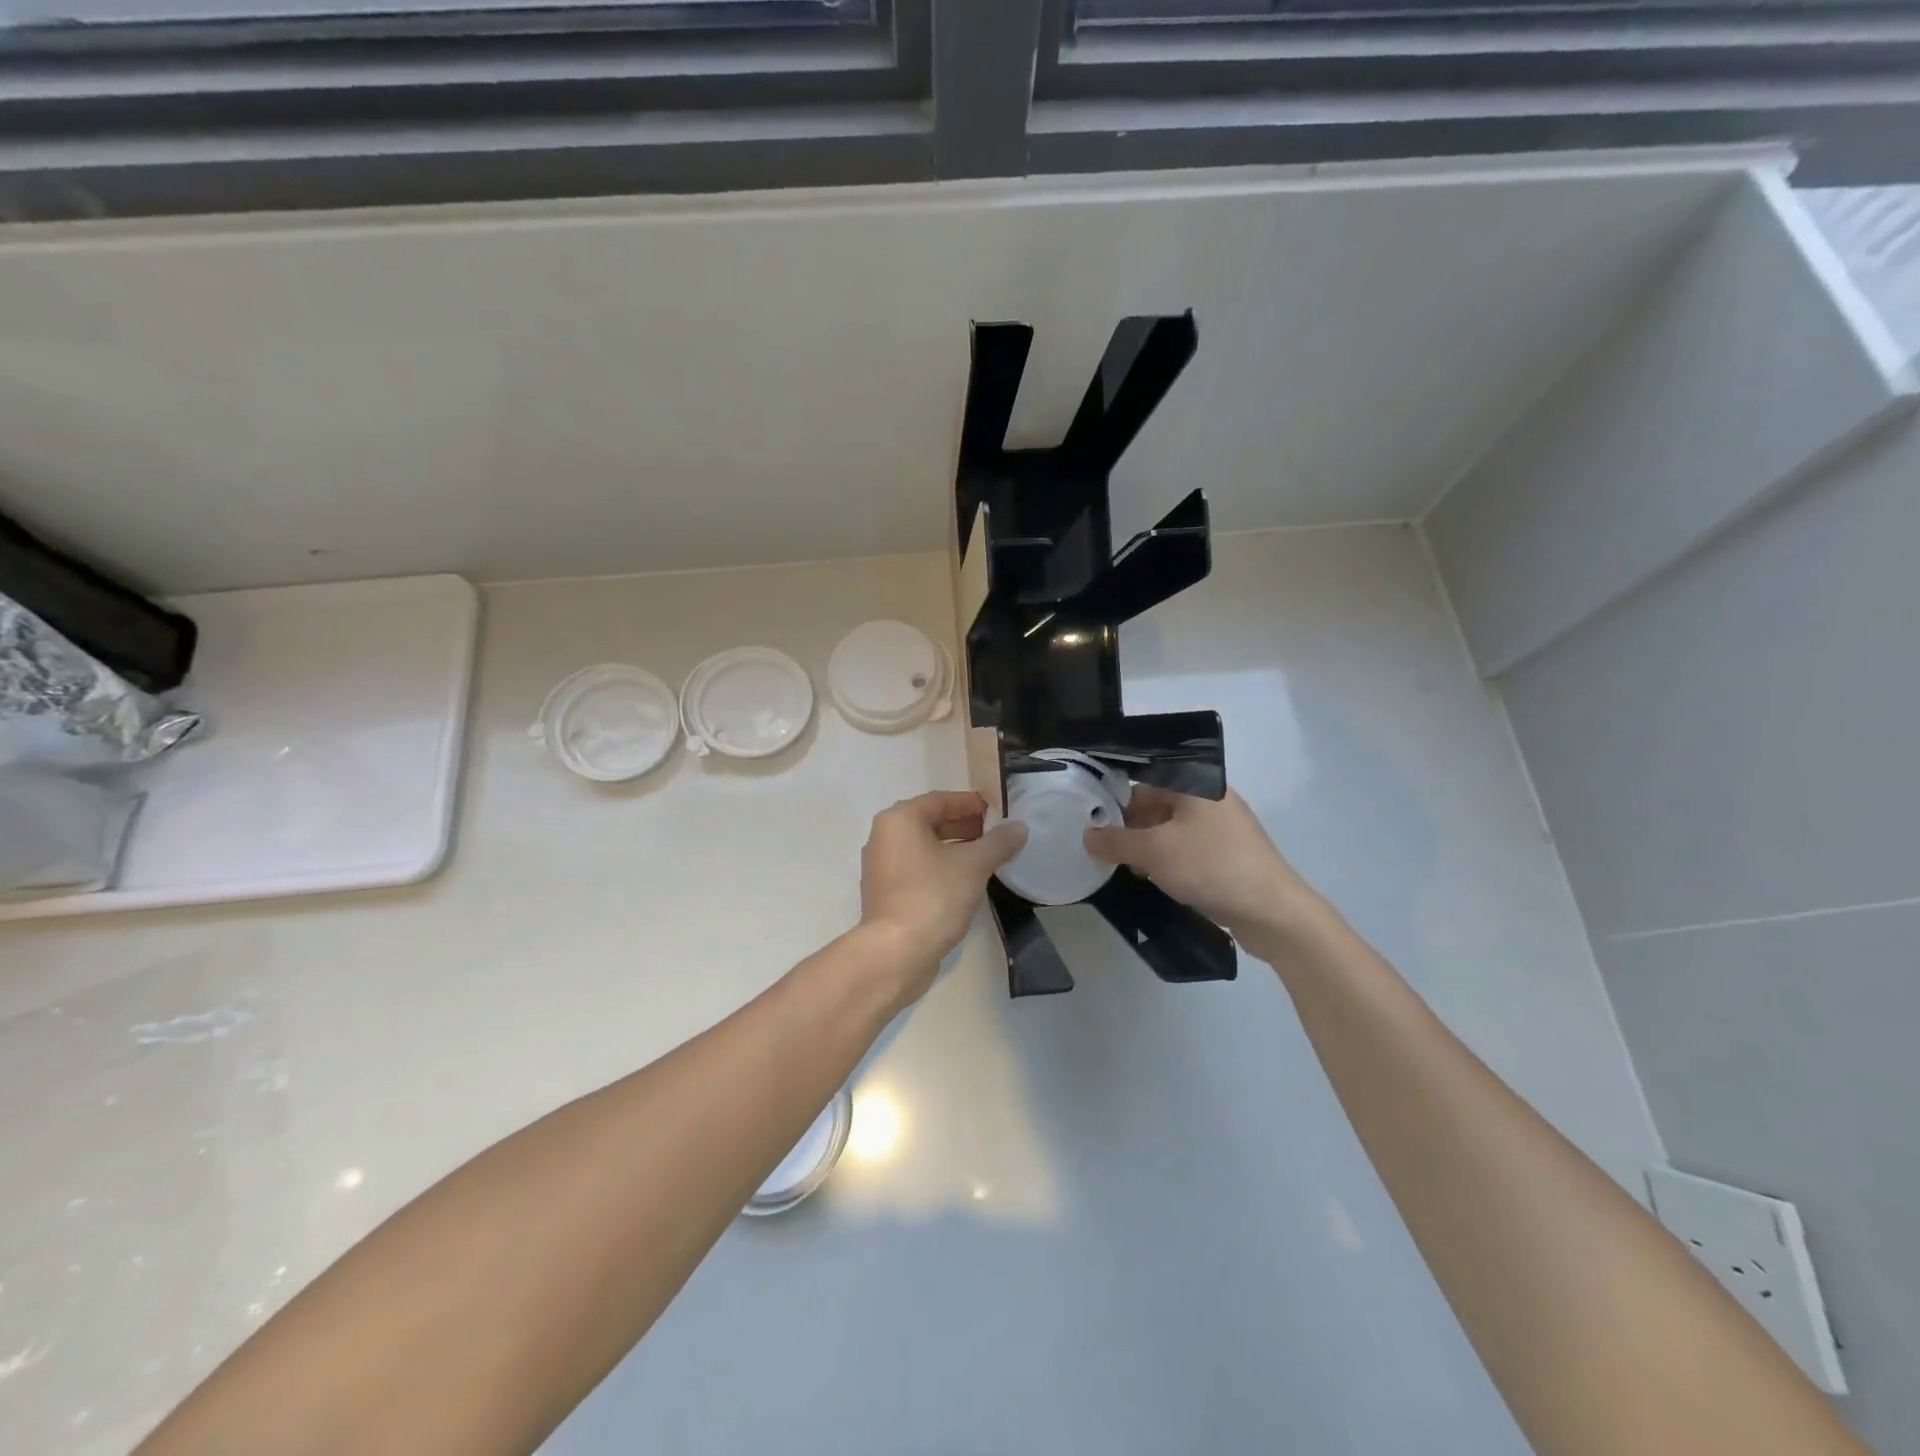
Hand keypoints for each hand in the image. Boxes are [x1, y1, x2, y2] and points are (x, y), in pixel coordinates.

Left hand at [856, 790, 1026, 997]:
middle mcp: (884, 837)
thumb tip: (1020, 827)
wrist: (896, 952)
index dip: (972, 804)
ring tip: (988, 858)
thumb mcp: (973, 865)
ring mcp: (881, 867)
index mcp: (899, 820)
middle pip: (930, 822)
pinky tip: (966, 881)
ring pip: (924, 847)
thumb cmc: (933, 896)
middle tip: (997, 835)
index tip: (999, 812)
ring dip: (955, 849)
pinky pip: (918, 869)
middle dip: (965, 826)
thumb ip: (998, 842)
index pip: (941, 800)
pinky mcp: (886, 893)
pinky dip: (941, 868)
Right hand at [1083, 786, 1325, 943]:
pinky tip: (1154, 880)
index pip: (1144, 779)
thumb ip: (1115, 841)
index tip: (1092, 820)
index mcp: (1196, 784)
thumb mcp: (1153, 852)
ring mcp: (1222, 827)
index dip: (1115, 798)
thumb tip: (1087, 835)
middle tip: (1105, 849)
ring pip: (1170, 829)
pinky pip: (1186, 849)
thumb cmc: (1210, 867)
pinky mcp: (1227, 855)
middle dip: (1129, 827)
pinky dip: (1167, 861)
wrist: (1272, 912)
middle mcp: (1210, 798)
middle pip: (1156, 804)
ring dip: (1146, 847)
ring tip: (1126, 868)